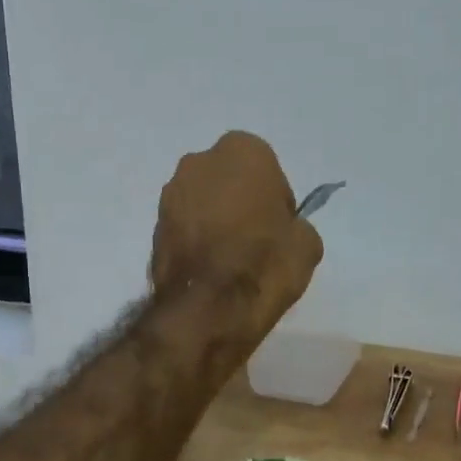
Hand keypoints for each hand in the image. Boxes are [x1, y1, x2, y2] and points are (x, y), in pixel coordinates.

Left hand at [150, 131, 322, 325]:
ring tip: (230, 260)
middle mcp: (200, 162)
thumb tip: (284, 231)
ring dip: (215, 220)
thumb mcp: (307, 245)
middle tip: (255, 240)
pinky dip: (196, 240)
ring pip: (203, 202)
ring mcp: (170, 193)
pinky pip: (185, 226)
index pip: (268, 170)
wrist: (206, 309)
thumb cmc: (263, 263)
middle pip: (229, 180)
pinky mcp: (152, 226)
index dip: (276, 200)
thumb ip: (295, 225)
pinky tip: (209, 270)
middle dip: (240, 202)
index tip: (279, 229)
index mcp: (243, 151)